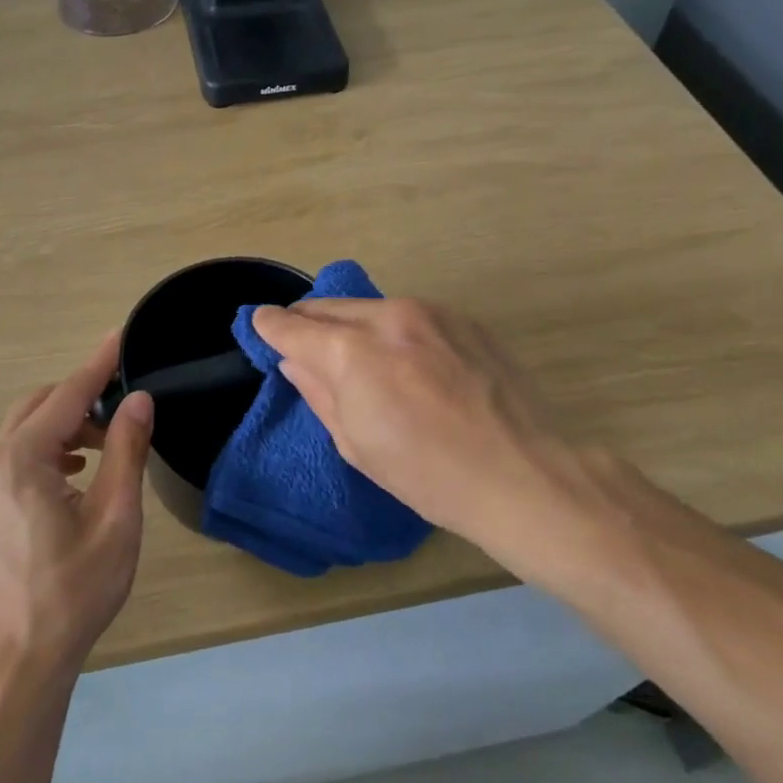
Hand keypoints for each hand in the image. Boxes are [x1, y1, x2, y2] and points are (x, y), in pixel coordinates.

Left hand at [0, 332, 153, 687]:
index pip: (67, 394)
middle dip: (80, 398)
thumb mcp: (115, 519)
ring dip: (64, 426)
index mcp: (21, 460)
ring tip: (103, 448)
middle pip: (38, 406)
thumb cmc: (73, 593)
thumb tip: (138, 400)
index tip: (121, 337)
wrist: (15, 666)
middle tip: (122, 411)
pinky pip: (13, 458)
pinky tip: (73, 475)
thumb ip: (125, 451)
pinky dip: (46, 451)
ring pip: (24, 432)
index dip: (98, 364)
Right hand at [250, 298, 581, 560]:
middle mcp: (389, 316)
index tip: (259, 325)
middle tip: (299, 342)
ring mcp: (432, 312)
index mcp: (353, 351)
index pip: (293, 326)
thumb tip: (295, 360)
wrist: (523, 475)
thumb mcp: (357, 443)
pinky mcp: (464, 319)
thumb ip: (319, 390)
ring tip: (357, 356)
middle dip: (307, 322)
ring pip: (370, 307)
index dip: (269, 326)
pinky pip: (410, 315)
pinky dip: (393, 330)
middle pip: (328, 307)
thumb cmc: (428, 475)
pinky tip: (406, 360)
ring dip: (352, 325)